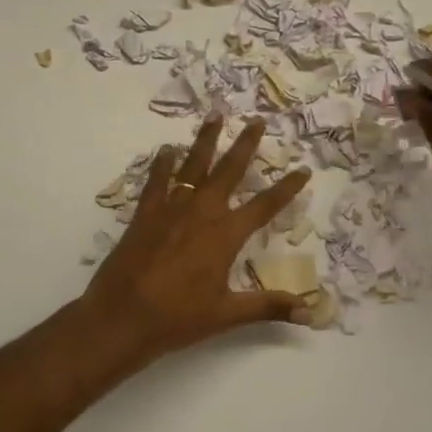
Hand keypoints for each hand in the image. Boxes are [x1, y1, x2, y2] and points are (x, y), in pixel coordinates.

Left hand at [80, 116, 313, 362]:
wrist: (122, 315)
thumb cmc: (178, 316)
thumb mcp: (227, 313)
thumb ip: (268, 307)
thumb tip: (309, 313)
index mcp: (225, 234)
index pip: (265, 206)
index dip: (287, 188)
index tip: (303, 169)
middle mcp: (202, 212)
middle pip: (229, 170)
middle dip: (245, 144)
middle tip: (257, 120)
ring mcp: (171, 208)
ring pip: (193, 165)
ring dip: (206, 139)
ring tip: (215, 114)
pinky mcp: (145, 212)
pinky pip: (157, 180)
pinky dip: (163, 163)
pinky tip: (167, 149)